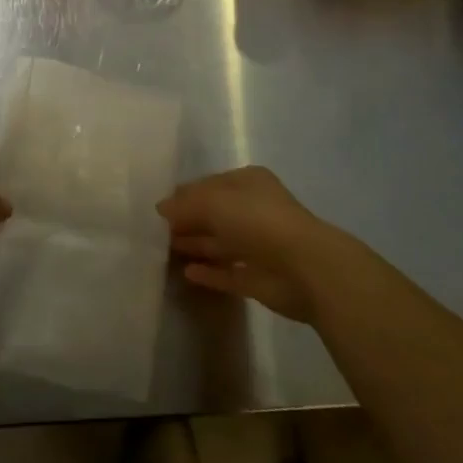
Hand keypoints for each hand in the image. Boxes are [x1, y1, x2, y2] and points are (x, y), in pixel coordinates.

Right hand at [156, 166, 339, 321]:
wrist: (305, 268)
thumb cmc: (258, 221)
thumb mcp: (213, 202)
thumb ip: (185, 204)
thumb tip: (161, 208)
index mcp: (248, 183)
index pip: (210, 185)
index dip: (185, 195)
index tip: (160, 208)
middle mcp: (255, 210)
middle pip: (214, 214)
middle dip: (188, 221)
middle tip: (157, 231)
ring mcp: (259, 246)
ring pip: (221, 243)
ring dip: (196, 245)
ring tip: (164, 250)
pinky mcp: (260, 279)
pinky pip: (228, 273)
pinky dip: (210, 273)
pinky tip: (187, 273)